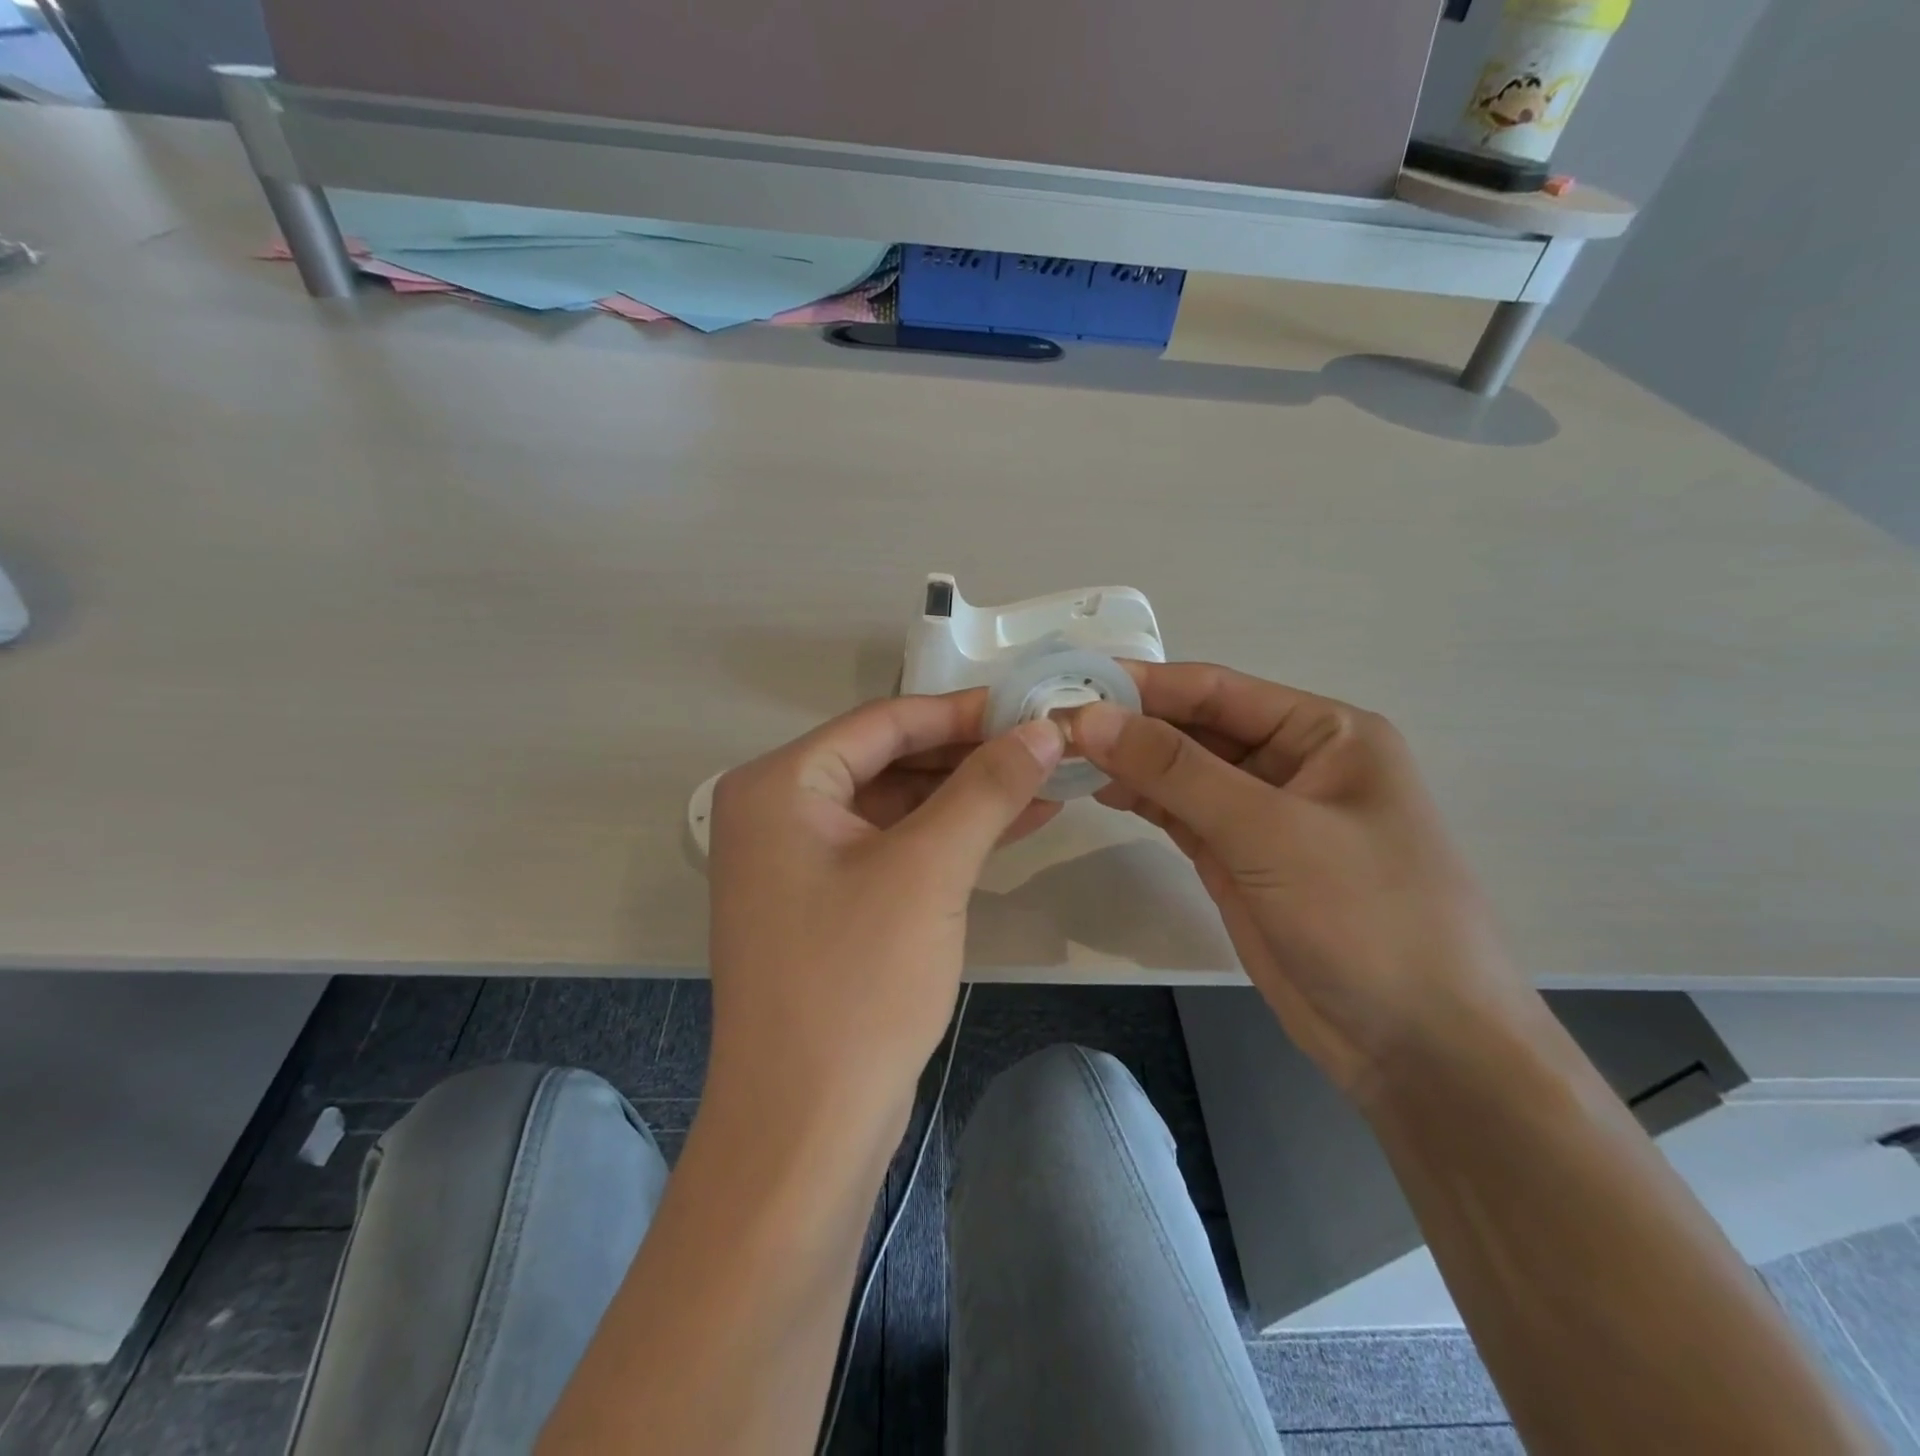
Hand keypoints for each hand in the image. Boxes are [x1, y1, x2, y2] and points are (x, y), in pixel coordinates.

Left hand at [705, 692, 1063, 1123]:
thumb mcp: (930, 870)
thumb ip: (986, 788)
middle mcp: (779, 813)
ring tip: (1046, 783)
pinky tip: (1013, 826)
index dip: (961, 711)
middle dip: (969, 756)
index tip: (1030, 705)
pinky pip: (894, 849)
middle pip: (889, 761)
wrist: (806, 1128)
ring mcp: (800, 863)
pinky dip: (949, 838)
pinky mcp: (828, 905)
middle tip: (1045, 745)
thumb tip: (1041, 729)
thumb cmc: (856, 982)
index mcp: (779, 785)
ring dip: (967, 798)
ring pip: (897, 807)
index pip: (883, 722)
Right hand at [1071, 663, 1528, 1096]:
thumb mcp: (1269, 832)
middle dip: (1130, 726)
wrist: (1418, 1048)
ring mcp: (1264, 815)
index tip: (1071, 686)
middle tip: (1053, 726)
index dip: (1143, 686)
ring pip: (1183, 772)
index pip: (1216, 690)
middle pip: (1195, 728)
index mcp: (1324, 732)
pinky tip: (1100, 791)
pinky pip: (1182, 815)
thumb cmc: (1367, 918)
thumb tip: (1091, 717)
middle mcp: (1293, 762)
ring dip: (1130, 763)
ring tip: (1063, 758)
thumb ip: (1176, 770)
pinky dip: (1143, 802)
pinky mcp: (1240, 859)